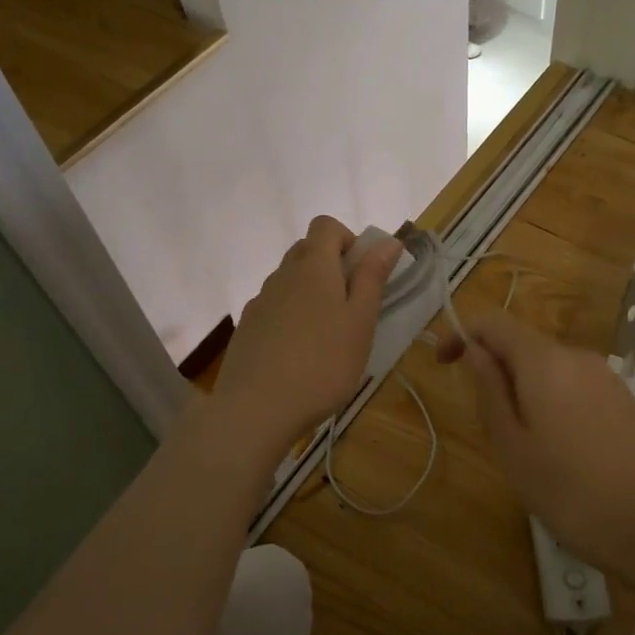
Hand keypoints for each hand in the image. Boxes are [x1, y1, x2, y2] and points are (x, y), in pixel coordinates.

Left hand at [209, 217, 400, 459]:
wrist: (256, 409)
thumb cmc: (323, 364)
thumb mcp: (360, 322)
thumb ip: (373, 278)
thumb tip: (388, 241)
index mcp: (313, 267)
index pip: (325, 225)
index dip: (347, 238)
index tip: (362, 272)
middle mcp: (281, 275)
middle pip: (306, 251)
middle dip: (331, 266)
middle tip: (352, 306)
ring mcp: (259, 302)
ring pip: (289, 281)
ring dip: (310, 294)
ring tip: (327, 337)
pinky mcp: (246, 329)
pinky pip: (273, 308)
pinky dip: (290, 318)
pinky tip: (299, 355)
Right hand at [439, 311, 634, 579]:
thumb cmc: (573, 492)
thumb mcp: (513, 448)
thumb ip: (490, 392)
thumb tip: (474, 351)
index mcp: (545, 361)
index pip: (494, 322)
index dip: (462, 334)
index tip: (443, 365)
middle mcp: (578, 357)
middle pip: (523, 344)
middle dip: (495, 372)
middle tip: (488, 429)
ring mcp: (608, 379)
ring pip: (550, 369)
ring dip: (523, 391)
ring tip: (524, 449)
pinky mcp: (625, 403)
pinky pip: (575, 387)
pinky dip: (552, 403)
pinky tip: (561, 453)